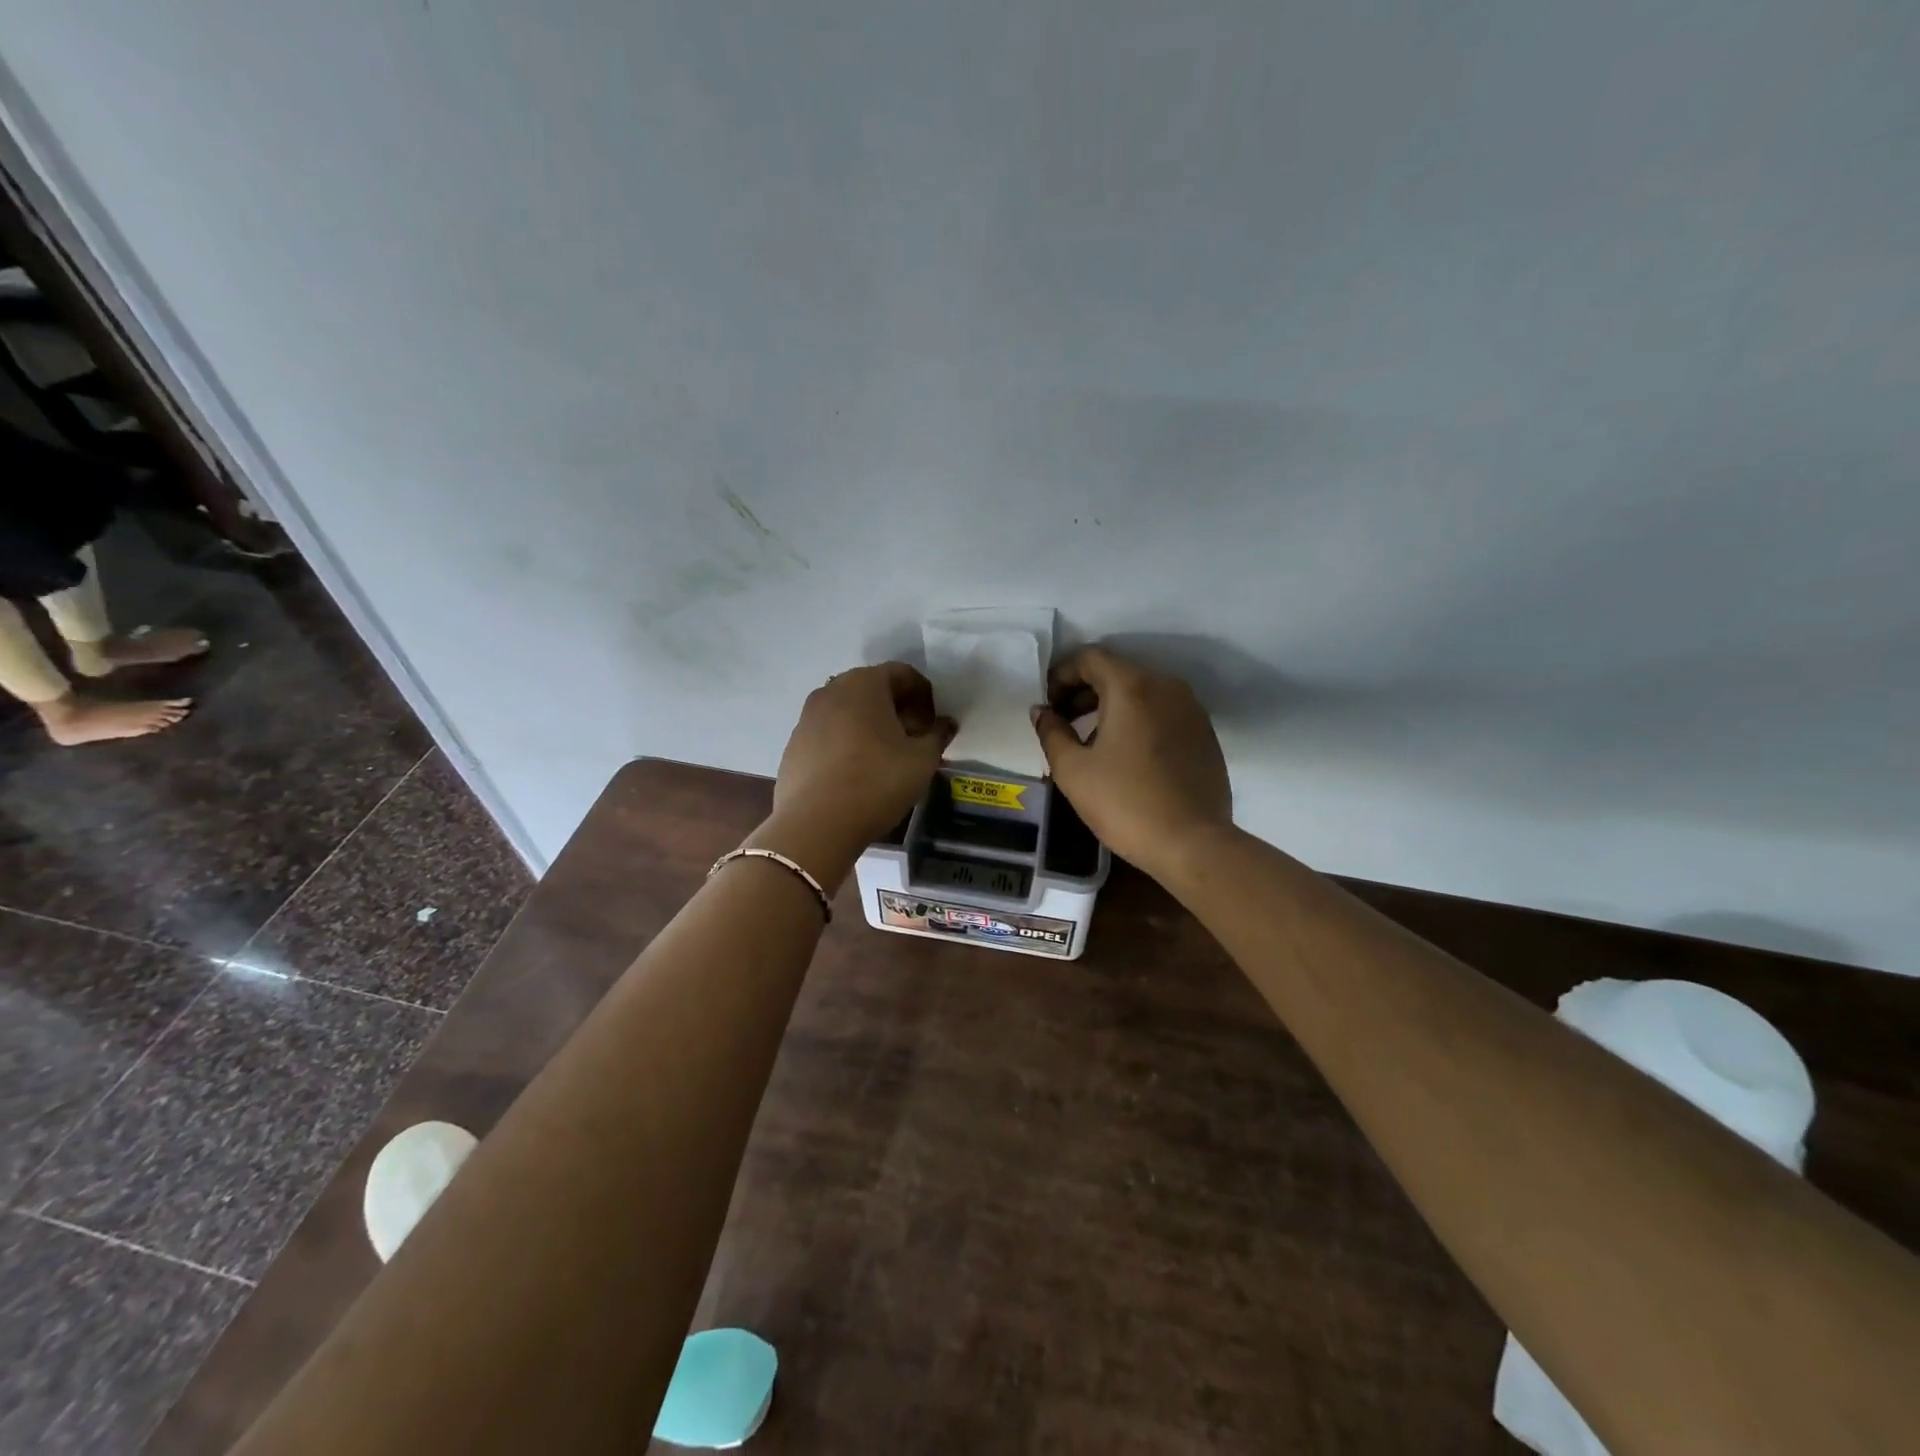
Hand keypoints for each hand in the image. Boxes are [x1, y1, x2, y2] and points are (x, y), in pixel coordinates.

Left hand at [768, 663, 955, 854]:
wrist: (816, 824)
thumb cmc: (877, 782)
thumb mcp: (922, 760)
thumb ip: (937, 735)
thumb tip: (945, 724)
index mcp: (864, 683)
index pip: (902, 674)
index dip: (925, 695)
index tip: (933, 724)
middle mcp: (831, 690)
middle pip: (873, 689)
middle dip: (897, 709)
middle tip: (913, 739)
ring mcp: (807, 717)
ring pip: (848, 711)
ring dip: (871, 726)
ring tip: (886, 758)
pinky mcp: (794, 744)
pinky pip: (829, 733)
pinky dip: (847, 743)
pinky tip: (857, 773)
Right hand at [1032, 646, 1232, 880]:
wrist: (1192, 843)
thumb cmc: (1125, 803)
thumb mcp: (1073, 770)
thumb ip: (1051, 732)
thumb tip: (1041, 711)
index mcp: (1132, 686)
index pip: (1090, 658)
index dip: (1061, 674)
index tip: (1047, 703)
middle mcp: (1166, 686)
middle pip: (1117, 672)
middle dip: (1084, 691)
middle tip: (1062, 721)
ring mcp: (1191, 709)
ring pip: (1142, 692)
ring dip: (1111, 706)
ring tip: (1090, 740)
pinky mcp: (1204, 733)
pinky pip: (1162, 712)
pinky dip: (1137, 720)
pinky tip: (1125, 754)